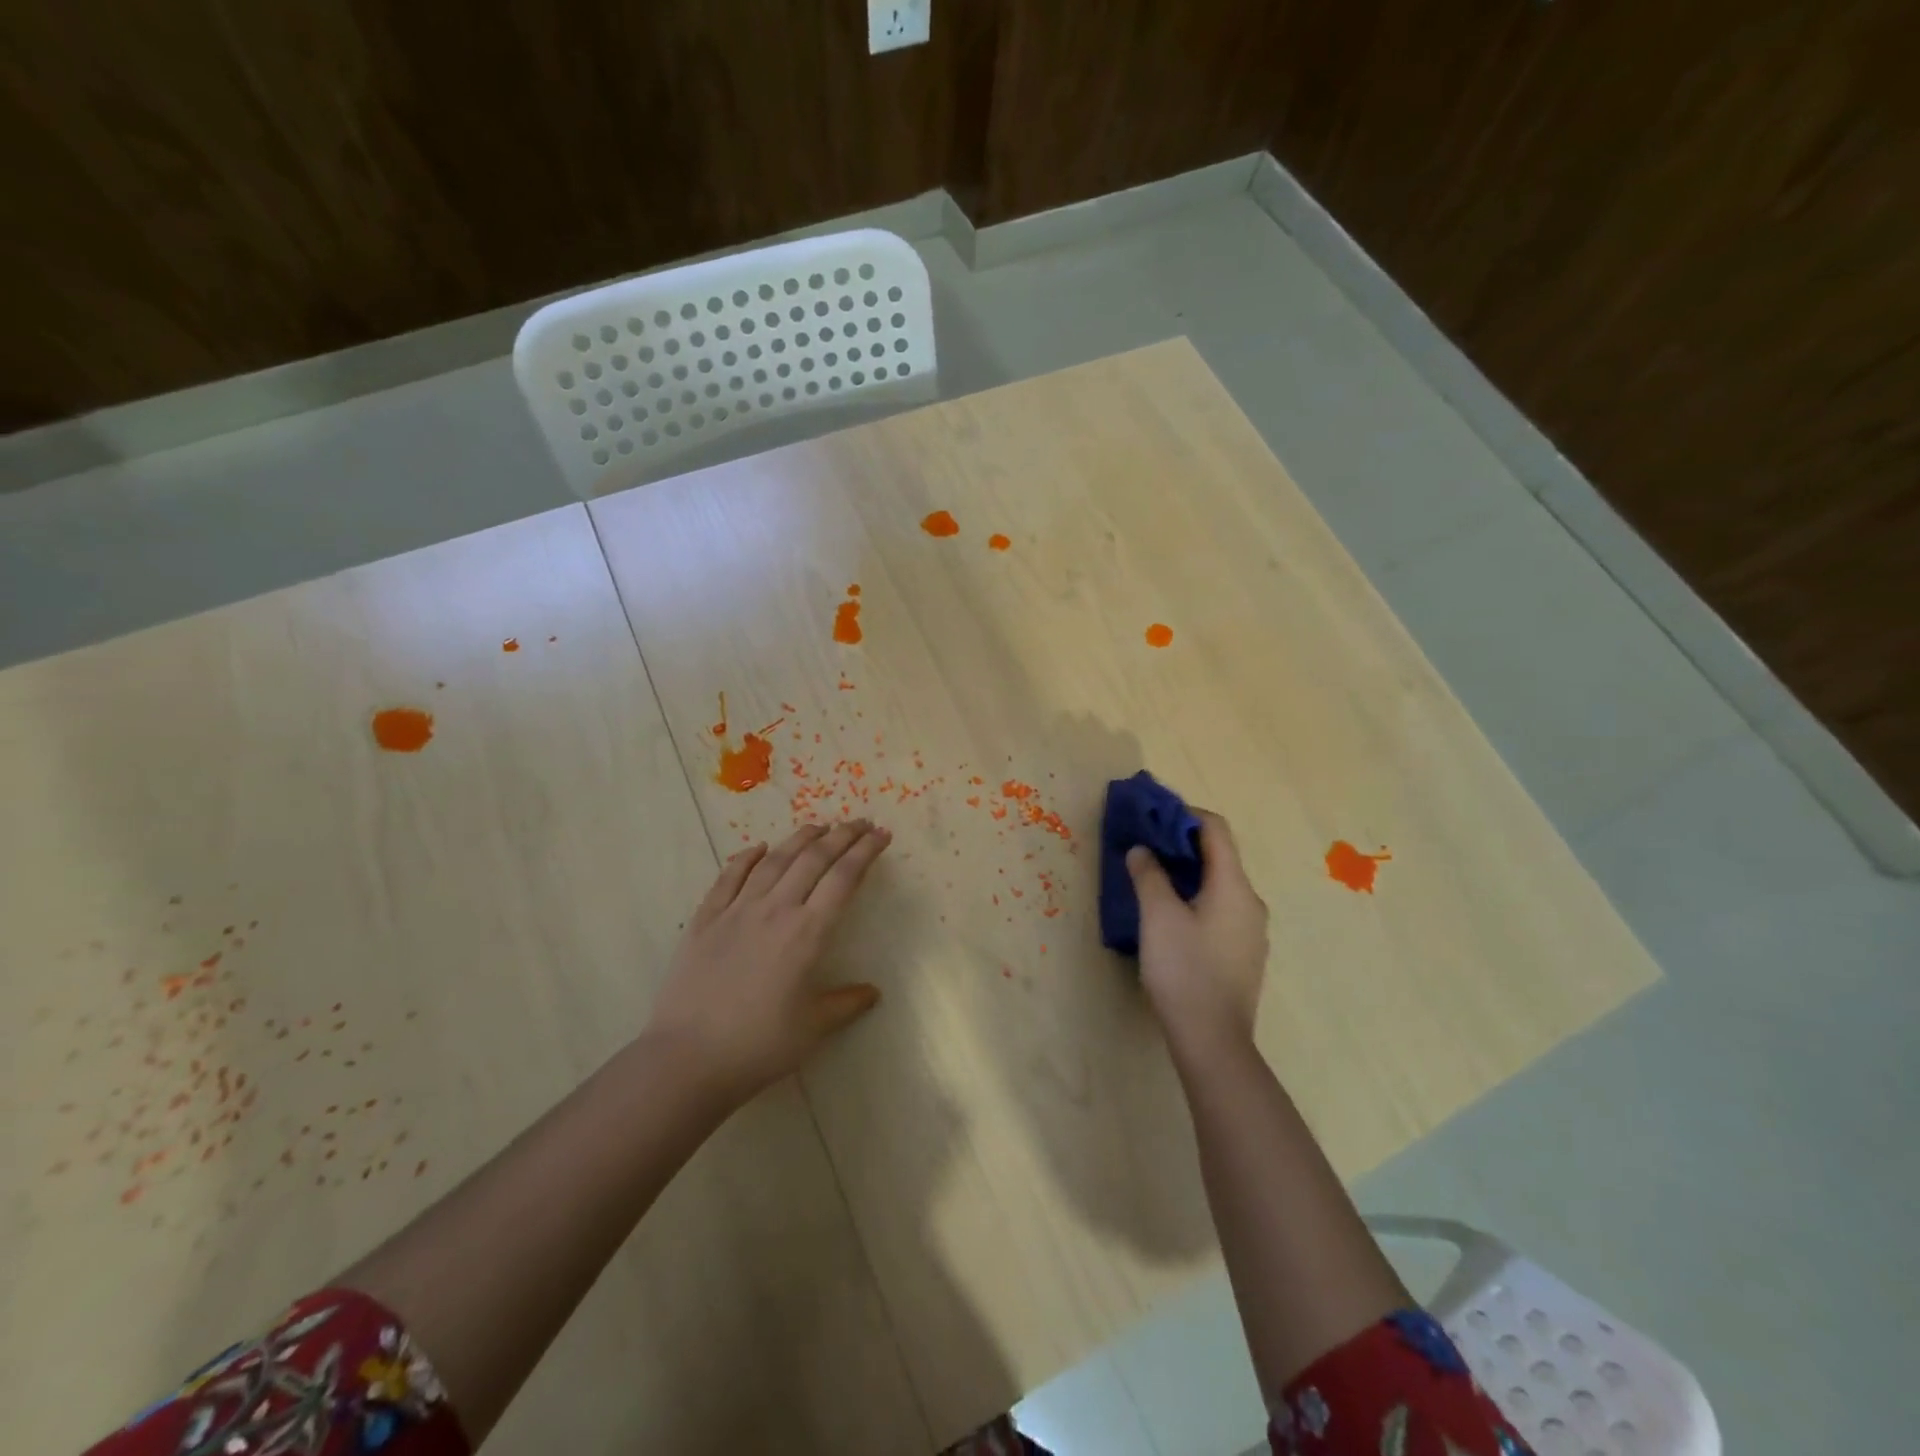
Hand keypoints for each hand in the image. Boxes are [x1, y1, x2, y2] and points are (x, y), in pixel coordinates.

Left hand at [647, 820, 891, 1103]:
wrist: (688, 1058)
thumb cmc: (758, 1046)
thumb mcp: (812, 1029)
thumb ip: (845, 1004)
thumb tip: (872, 992)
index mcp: (807, 933)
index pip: (844, 879)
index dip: (865, 852)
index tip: (881, 835)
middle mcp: (775, 910)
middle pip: (813, 859)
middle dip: (841, 836)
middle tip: (859, 822)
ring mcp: (737, 911)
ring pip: (774, 861)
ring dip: (800, 838)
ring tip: (818, 826)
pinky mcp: (706, 919)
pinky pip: (729, 877)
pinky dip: (746, 857)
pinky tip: (758, 848)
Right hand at [1127, 810, 1268, 1059]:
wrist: (1212, 1040)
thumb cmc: (1184, 970)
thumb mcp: (1157, 916)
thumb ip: (1149, 875)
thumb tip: (1142, 850)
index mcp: (1234, 886)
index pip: (1216, 830)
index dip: (1184, 815)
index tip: (1152, 816)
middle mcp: (1250, 902)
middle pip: (1219, 856)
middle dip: (1181, 844)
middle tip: (1145, 845)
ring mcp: (1251, 931)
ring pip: (1219, 885)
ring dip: (1187, 873)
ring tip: (1151, 877)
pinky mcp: (1243, 954)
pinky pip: (1220, 909)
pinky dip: (1196, 898)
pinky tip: (1170, 915)